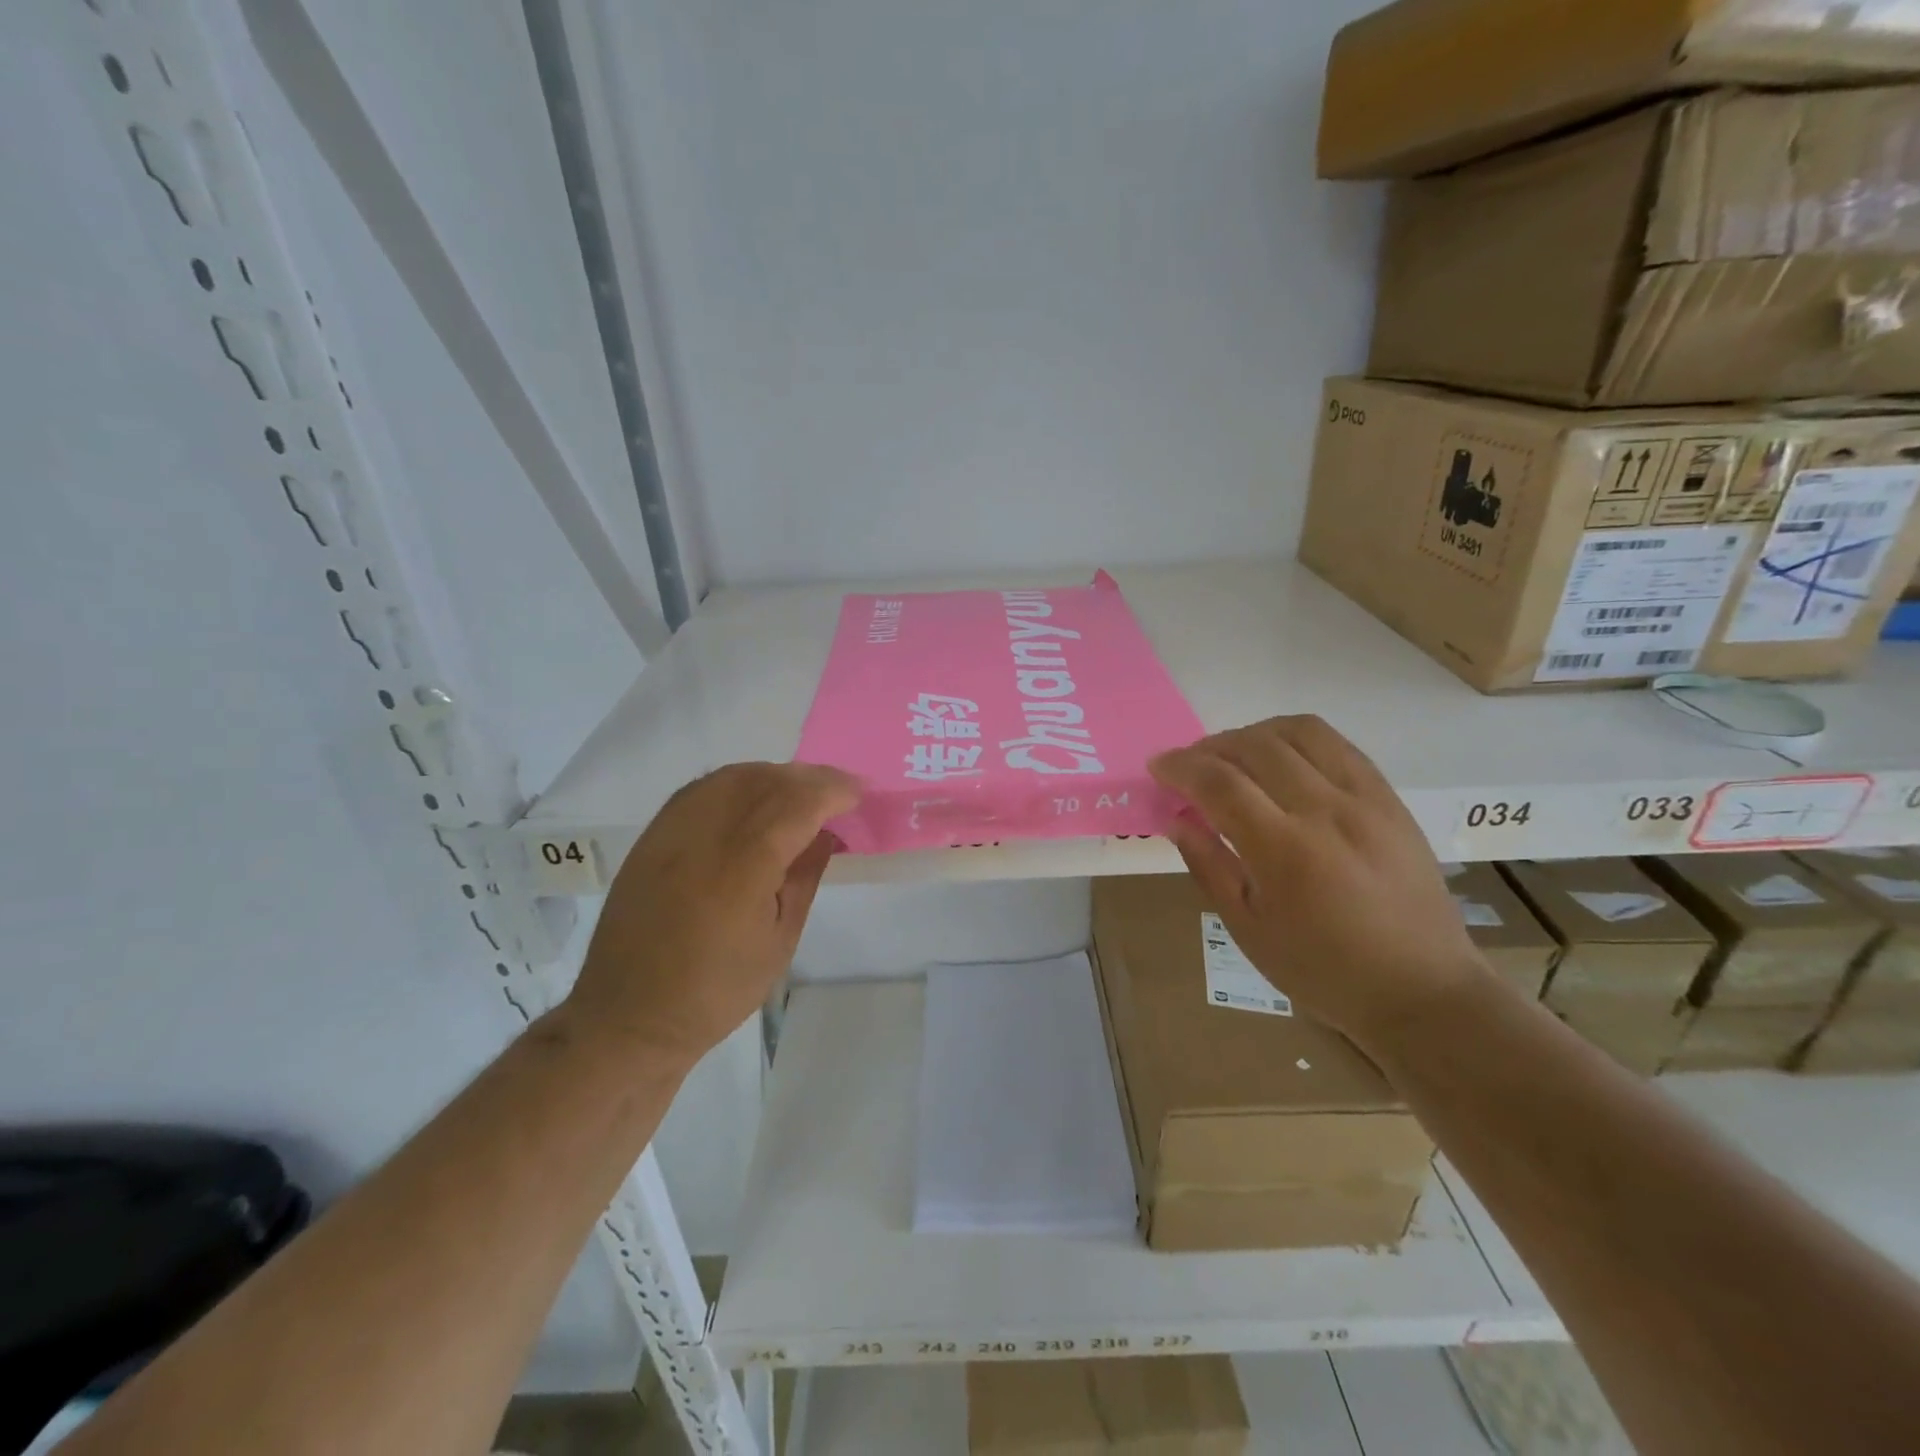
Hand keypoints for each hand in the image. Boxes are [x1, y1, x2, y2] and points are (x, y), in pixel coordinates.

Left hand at [563, 762, 859, 1068]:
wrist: (630, 1015)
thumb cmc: (715, 990)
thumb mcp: (779, 941)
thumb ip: (804, 878)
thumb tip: (827, 833)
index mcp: (742, 869)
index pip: (796, 805)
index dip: (832, 791)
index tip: (859, 792)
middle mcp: (705, 837)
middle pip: (766, 781)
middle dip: (810, 777)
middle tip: (839, 789)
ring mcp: (672, 831)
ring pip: (732, 776)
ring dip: (775, 775)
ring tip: (802, 790)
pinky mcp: (652, 836)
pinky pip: (702, 789)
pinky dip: (738, 782)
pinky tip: (755, 798)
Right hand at [1149, 715, 1489, 1050]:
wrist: (1422, 990)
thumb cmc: (1324, 971)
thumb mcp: (1248, 930)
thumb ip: (1209, 866)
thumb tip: (1178, 819)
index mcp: (1285, 852)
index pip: (1220, 783)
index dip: (1180, 767)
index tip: (1158, 767)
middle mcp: (1326, 812)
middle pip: (1255, 746)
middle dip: (1209, 747)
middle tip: (1189, 767)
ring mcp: (1365, 799)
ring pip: (1299, 732)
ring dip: (1253, 734)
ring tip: (1233, 756)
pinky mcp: (1389, 798)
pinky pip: (1337, 745)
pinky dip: (1296, 740)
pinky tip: (1281, 760)